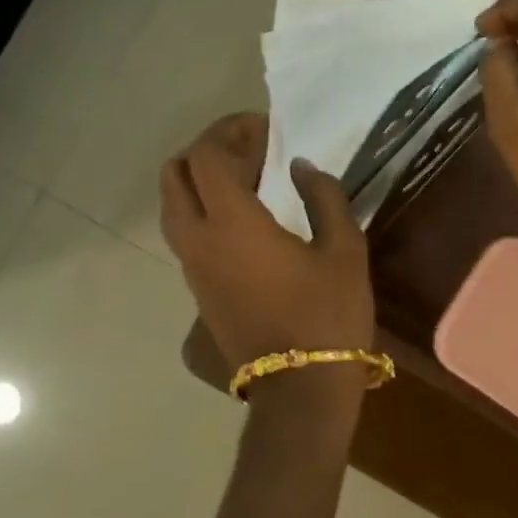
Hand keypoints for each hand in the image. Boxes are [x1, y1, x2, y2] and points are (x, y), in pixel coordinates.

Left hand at [159, 114, 374, 371]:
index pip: (208, 156)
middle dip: (207, 149)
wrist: (301, 388)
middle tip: (250, 148)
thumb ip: (324, 197)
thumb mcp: (344, 250)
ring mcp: (192, 267)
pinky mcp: (197, 289)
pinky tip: (246, 215)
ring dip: (202, 180)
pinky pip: (185, 231)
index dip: (232, 131)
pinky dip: (204, 207)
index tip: (266, 129)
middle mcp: (199, 240)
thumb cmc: (329, 315)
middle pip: (175, 174)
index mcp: (232, 224)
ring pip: (173, 204)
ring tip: (249, 179)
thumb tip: (302, 168)